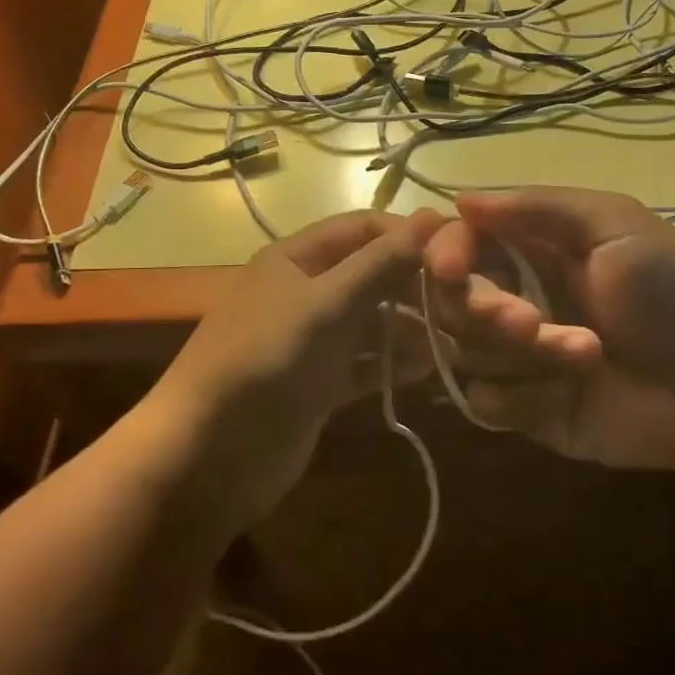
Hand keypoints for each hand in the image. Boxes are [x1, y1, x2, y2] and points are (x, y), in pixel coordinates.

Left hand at [151, 208, 442, 530]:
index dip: (408, 234)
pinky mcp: (318, 384)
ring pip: (372, 321)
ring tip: (458, 341)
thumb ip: (380, 264)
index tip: (462, 251)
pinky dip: (393, 363)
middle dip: (415, 285)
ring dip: (412, 328)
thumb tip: (433, 217)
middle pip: (371, 274)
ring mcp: (311, 340)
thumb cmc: (265, 363)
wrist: (207, 458)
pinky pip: (365, 362)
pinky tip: (429, 370)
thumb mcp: (325, 305)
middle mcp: (304, 291)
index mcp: (296, 258)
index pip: (363, 228)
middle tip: (467, 304)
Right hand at [423, 188, 674, 491]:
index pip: (459, 243)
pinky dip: (512, 398)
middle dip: (482, 309)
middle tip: (529, 322)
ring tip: (585, 355)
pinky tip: (562, 394)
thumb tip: (461, 200)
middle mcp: (514, 297)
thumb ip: (538, 208)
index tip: (450, 268)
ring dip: (516, 353)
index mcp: (531, 250)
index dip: (445, 252)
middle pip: (449, 300)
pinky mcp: (526, 408)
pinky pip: (481, 401)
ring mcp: (517, 356)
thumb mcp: (615, 226)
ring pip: (463, 350)